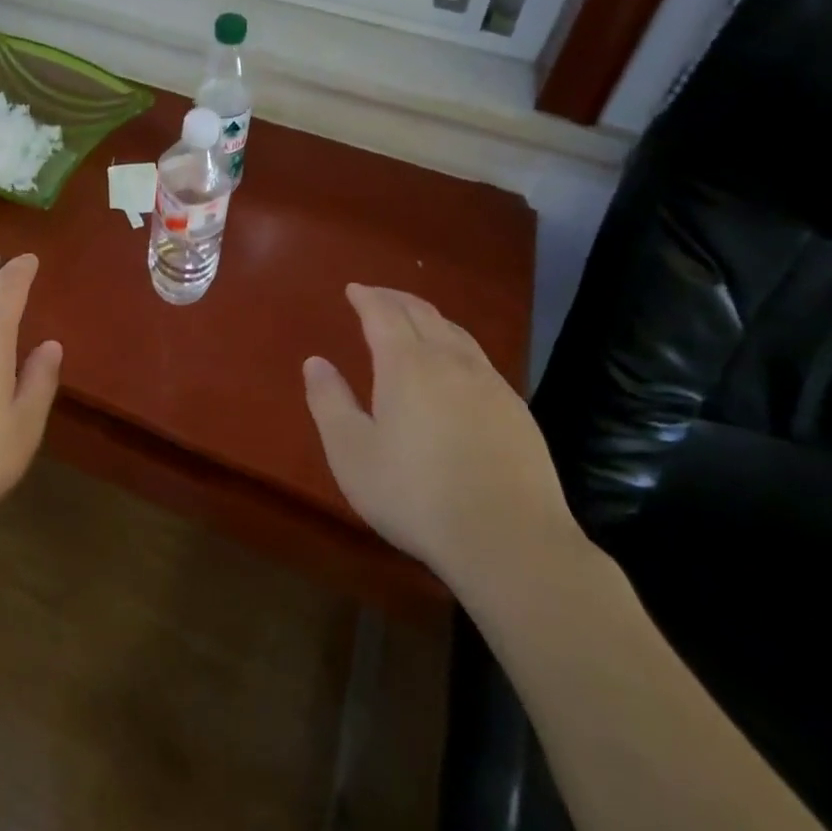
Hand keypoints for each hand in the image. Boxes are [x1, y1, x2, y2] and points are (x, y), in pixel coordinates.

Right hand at [303, 284, 579, 593]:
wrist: (510, 541)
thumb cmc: (416, 496)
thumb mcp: (352, 453)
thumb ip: (329, 402)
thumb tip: (315, 362)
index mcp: (407, 365)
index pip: (383, 314)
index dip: (366, 297)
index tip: (353, 289)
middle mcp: (450, 361)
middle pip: (422, 314)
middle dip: (396, 299)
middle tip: (377, 295)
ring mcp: (490, 384)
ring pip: (456, 333)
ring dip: (429, 317)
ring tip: (414, 320)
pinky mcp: (516, 410)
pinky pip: (479, 358)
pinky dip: (455, 344)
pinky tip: (455, 366)